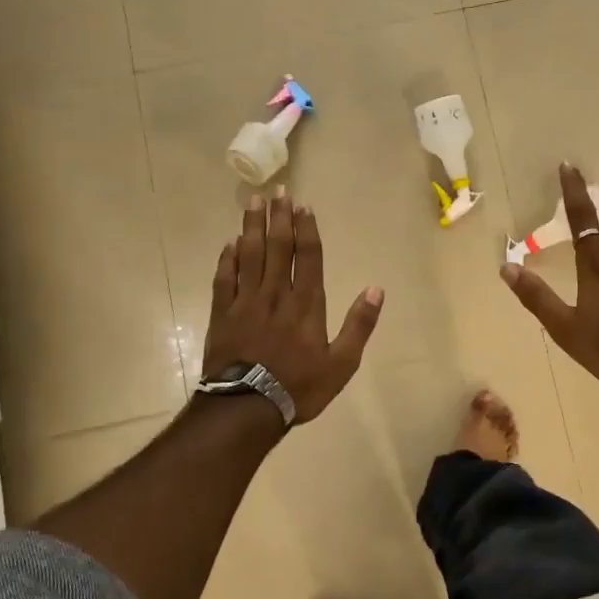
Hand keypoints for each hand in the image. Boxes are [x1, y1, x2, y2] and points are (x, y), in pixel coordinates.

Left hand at [203, 189, 383, 422]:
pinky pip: (224, 278)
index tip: (303, 206)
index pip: (307, 256)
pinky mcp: (222, 313)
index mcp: (306, 304)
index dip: (306, 229)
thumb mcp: (342, 363)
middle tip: (278, 190)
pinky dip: (227, 258)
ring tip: (253, 202)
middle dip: (279, 217)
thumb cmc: (299, 387)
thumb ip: (359, 325)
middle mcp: (276, 294)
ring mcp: (245, 301)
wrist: (247, 407)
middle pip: (277, 246)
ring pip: (249, 254)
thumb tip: (376, 289)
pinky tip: (230, 243)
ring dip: (251, 226)